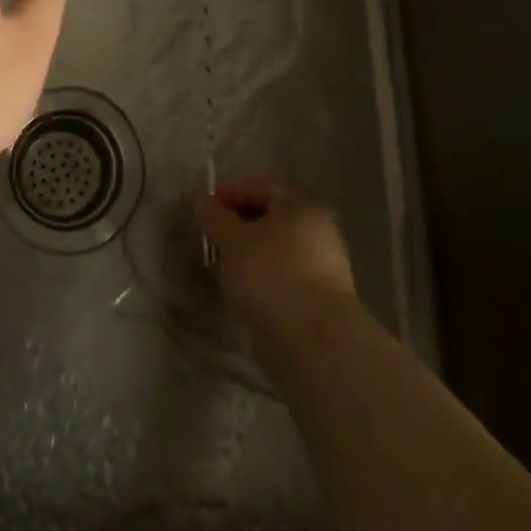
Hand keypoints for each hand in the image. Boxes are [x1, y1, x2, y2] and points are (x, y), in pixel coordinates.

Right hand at [195, 179, 360, 349]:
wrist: (316, 344)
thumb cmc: (271, 277)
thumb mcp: (232, 241)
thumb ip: (215, 217)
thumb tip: (203, 201)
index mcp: (301, 202)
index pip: (259, 186)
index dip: (228, 194)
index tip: (205, 212)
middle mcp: (319, 225)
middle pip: (271, 214)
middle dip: (240, 224)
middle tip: (214, 239)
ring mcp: (326, 261)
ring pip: (279, 245)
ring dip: (252, 250)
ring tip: (227, 267)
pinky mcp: (324, 294)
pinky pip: (288, 270)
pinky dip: (267, 273)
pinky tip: (249, 289)